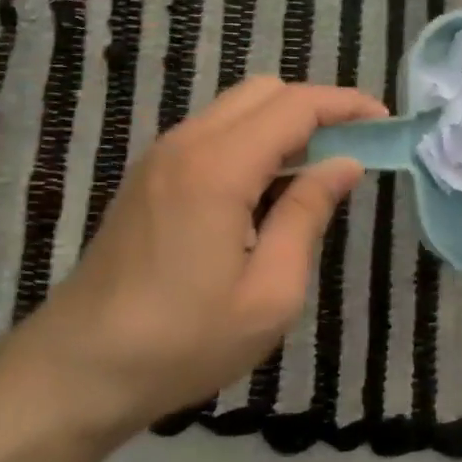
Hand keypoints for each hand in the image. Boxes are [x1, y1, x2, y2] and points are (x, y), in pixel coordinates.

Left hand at [16, 76, 383, 434]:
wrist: (77, 371)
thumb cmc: (182, 342)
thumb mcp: (269, 293)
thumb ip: (307, 215)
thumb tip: (343, 165)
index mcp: (219, 167)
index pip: (295, 106)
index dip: (345, 105)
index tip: (383, 123)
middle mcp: (187, 144)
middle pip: (264, 91)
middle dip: (315, 107)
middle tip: (351, 149)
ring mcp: (162, 157)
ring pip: (236, 108)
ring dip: (282, 123)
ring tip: (315, 171)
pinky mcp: (149, 176)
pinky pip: (213, 132)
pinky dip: (252, 140)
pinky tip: (266, 189)